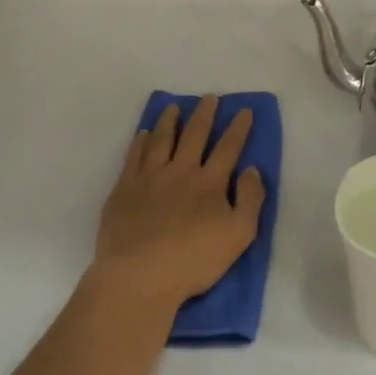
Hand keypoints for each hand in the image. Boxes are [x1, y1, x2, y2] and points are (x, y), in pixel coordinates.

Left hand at [94, 97, 265, 315]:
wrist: (138, 277)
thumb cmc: (193, 260)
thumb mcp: (239, 235)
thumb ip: (250, 199)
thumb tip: (251, 169)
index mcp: (210, 183)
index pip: (228, 148)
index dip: (238, 128)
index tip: (244, 110)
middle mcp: (180, 172)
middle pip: (194, 136)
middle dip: (204, 115)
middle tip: (209, 98)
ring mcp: (149, 178)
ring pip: (162, 140)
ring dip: (170, 121)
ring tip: (174, 107)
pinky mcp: (123, 190)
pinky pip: (134, 157)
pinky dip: (141, 142)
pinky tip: (144, 134)